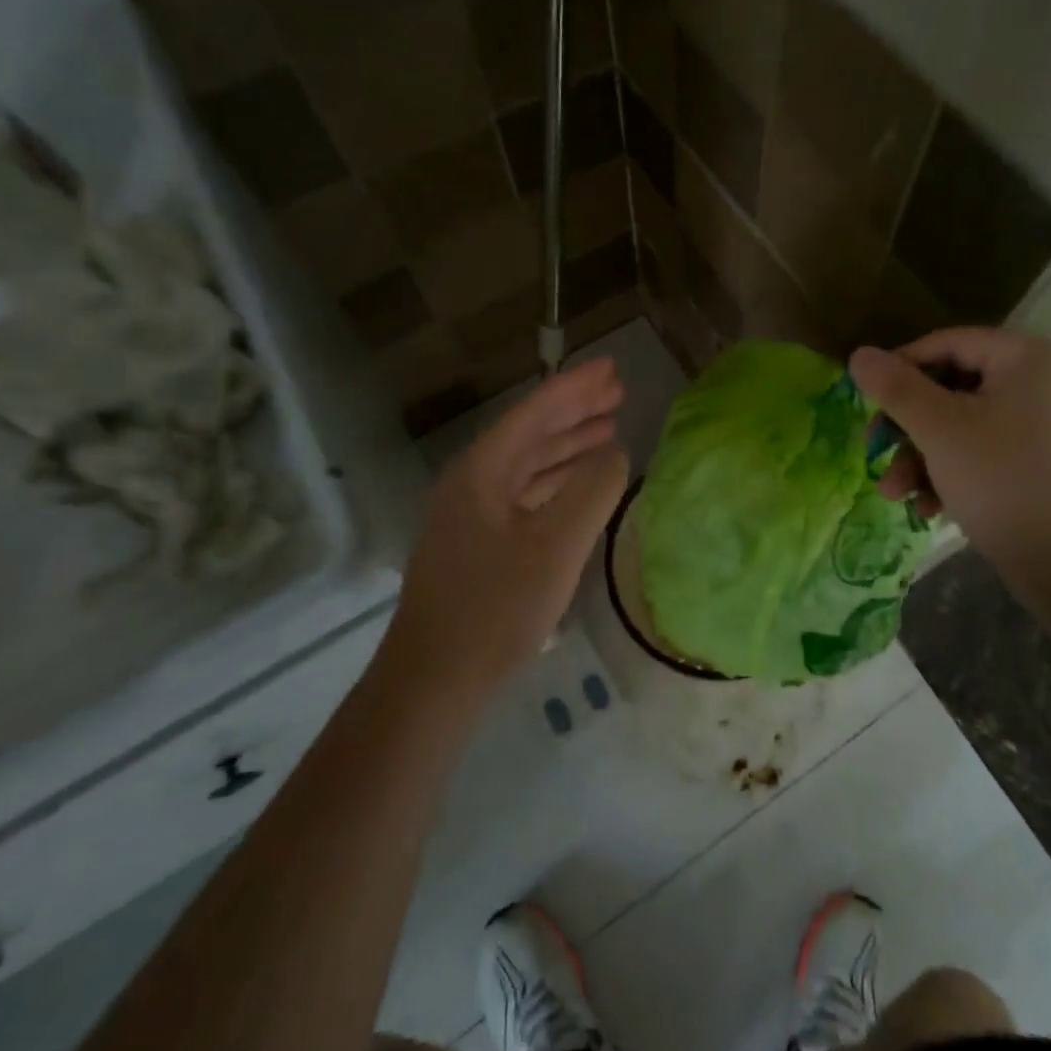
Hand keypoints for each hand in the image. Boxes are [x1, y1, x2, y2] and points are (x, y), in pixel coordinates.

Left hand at [388, 357, 628, 701]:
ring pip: (528, 464)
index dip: (575, 387)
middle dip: (575, 410)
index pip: (535, 413)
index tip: (611, 368)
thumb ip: (592, 492)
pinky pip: (525, 494)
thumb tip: (616, 455)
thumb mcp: (556, 546)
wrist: (433, 683)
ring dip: (568, 444)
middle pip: (530, 432)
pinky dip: (557, 480)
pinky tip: (582, 482)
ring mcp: (473, 514)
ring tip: (610, 429)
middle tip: (618, 391)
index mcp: (482, 471)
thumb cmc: (495, 609)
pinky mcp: (480, 544)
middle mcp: (473, 482)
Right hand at [848, 329, 1050, 576]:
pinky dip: (957, 473)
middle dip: (909, 427)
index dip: (900, 367)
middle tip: (874, 452)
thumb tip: (859, 354)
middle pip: (957, 388)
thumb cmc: (1006, 484)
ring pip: (969, 425)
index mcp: (1033, 357)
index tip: (865, 401)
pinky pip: (993, 452)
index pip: (949, 343)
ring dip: (924, 457)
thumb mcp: (939, 430)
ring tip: (896, 496)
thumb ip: (895, 387)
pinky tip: (930, 509)